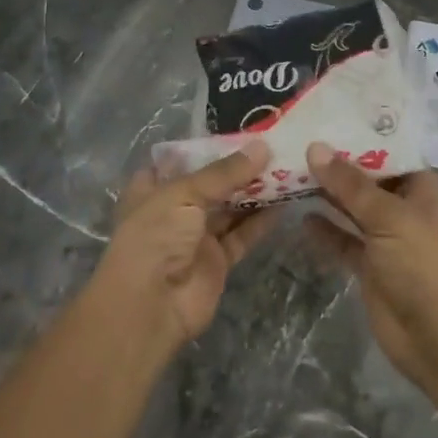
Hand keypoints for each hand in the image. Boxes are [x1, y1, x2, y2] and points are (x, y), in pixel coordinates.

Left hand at [91, 140, 276, 351]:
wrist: (151, 306)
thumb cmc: (156, 236)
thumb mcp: (184, 193)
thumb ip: (224, 172)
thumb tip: (262, 147)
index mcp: (153, 188)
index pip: (180, 160)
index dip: (206, 147)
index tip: (239, 131)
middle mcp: (174, 210)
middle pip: (210, 183)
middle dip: (238, 168)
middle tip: (274, 147)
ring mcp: (196, 236)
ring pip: (230, 208)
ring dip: (255, 191)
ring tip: (286, 168)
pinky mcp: (217, 260)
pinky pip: (242, 235)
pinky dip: (261, 221)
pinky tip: (284, 202)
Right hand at [304, 143, 437, 402]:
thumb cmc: (422, 265)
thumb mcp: (387, 217)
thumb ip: (349, 184)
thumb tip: (315, 147)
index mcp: (420, 189)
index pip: (387, 152)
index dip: (358, 138)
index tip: (323, 119)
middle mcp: (403, 208)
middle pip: (366, 180)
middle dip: (336, 166)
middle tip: (296, 142)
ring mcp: (385, 238)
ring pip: (351, 209)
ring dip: (327, 195)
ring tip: (290, 172)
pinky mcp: (369, 266)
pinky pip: (343, 240)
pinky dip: (325, 230)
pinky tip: (300, 215)